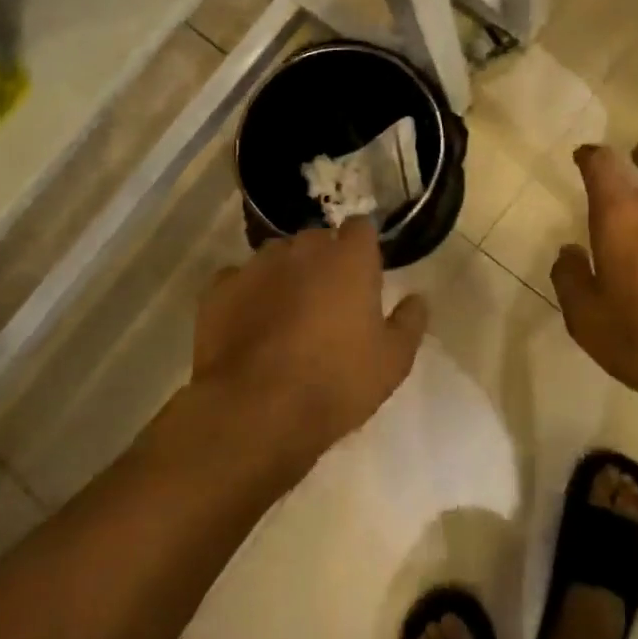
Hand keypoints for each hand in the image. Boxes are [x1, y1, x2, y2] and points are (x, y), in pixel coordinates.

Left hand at [193, 219, 427, 481]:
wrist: (256, 411)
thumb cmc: (336, 382)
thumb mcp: (393, 361)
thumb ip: (410, 322)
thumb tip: (418, 299)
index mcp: (349, 259)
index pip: (360, 227)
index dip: (363, 248)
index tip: (365, 272)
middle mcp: (303, 249)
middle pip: (317, 239)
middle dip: (324, 260)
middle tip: (329, 299)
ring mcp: (256, 265)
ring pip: (277, 257)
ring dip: (285, 274)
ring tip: (287, 313)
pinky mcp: (219, 289)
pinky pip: (239, 280)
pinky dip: (247, 294)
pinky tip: (250, 323)